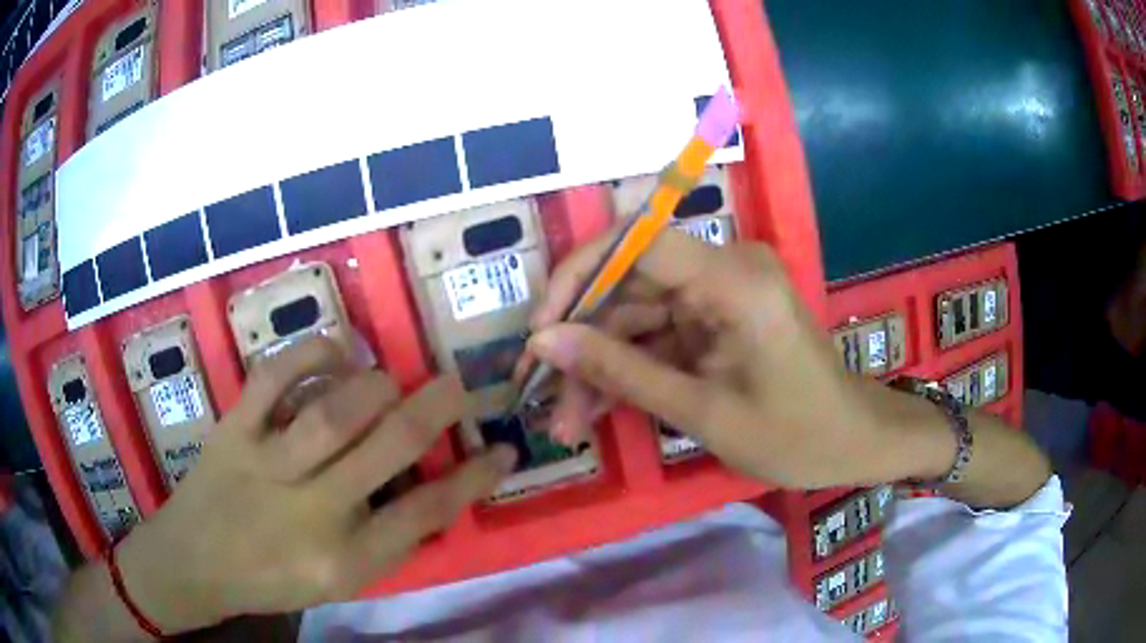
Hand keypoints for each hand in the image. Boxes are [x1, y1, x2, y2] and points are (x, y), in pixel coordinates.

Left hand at [117, 338, 515, 632]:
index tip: (503, 450)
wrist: (194, 562)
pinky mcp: (234, 429)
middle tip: (460, 387)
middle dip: (438, 409)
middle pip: (390, 449)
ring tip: (393, 381)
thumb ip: (386, 540)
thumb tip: (434, 489)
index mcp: (344, 560)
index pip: (428, 513)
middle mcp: (311, 512)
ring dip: (378, 385)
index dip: (474, 477)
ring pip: (336, 410)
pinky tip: (336, 351)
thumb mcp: (339, 582)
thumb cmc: (271, 580)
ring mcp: (266, 465)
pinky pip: (275, 377)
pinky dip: (313, 352)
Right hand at [522, 228, 940, 489]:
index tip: (540, 330)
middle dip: (583, 342)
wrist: (853, 442)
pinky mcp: (719, 317)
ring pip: (637, 317)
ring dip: (600, 366)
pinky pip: (660, 335)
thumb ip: (621, 372)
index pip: (636, 242)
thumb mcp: (702, 412)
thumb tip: (544, 342)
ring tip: (568, 422)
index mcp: (734, 279)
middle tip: (544, 397)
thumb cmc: (795, 435)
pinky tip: (598, 411)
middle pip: (630, 286)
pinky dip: (630, 371)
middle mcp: (725, 268)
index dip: (578, 277)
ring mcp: (721, 292)